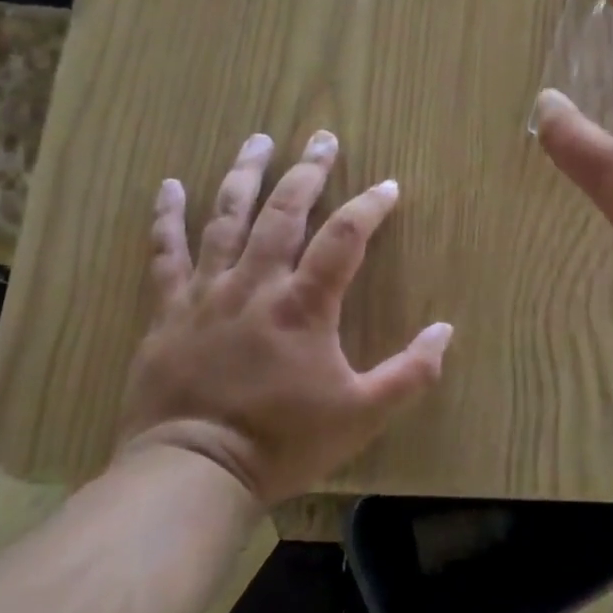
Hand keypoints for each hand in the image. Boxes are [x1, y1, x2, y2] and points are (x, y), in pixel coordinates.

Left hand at [116, 131, 453, 506]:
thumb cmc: (282, 443)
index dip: (370, 206)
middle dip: (307, 171)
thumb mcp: (361, 415)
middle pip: (285, 211)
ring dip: (245, 175)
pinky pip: (166, 253)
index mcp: (304, 304)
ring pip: (226, 218)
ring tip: (258, 140)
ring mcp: (208, 292)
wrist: (192, 473)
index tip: (387, 186)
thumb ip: (410, 373)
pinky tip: (168, 186)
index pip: (345, 237)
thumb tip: (446, 330)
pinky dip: (166, 217)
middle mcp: (256, 283)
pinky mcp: (169, 310)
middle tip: (322, 139)